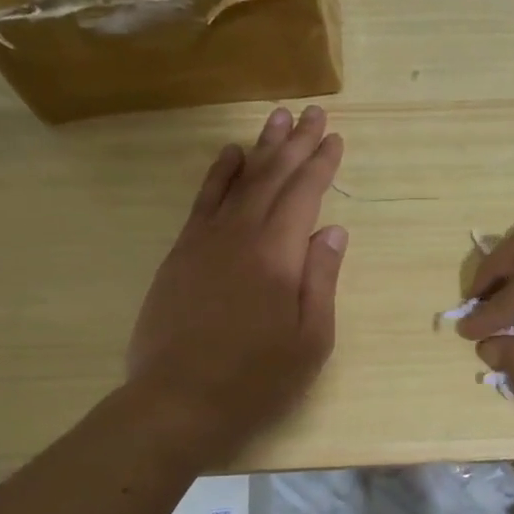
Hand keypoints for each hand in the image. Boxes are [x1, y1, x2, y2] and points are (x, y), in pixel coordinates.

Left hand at [126, 106, 347, 466]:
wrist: (177, 401)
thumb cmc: (256, 379)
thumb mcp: (310, 340)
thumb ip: (321, 280)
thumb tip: (332, 231)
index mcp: (278, 256)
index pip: (304, 195)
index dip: (321, 164)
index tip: (335, 138)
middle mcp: (241, 236)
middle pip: (272, 177)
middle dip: (295, 143)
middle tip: (312, 112)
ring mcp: (205, 241)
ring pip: (238, 181)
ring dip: (260, 147)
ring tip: (277, 118)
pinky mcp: (180, 254)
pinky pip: (203, 202)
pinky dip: (219, 174)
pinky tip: (231, 156)